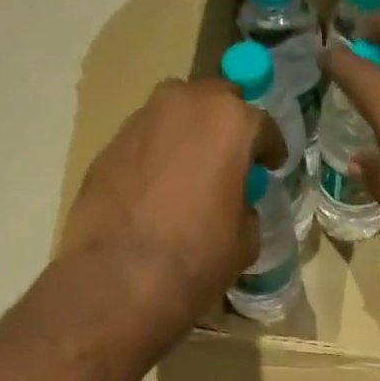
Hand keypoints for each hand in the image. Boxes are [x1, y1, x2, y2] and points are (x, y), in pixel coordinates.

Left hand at [60, 78, 282, 337]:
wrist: (120, 278)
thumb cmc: (196, 259)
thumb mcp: (245, 241)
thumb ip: (246, 209)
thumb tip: (236, 205)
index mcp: (229, 122)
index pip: (262, 125)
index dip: (270, 149)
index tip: (272, 166)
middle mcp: (183, 104)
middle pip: (214, 102)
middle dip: (226, 126)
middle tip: (230, 160)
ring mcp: (139, 121)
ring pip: (174, 116)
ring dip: (187, 137)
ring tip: (190, 175)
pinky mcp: (107, 146)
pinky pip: (144, 143)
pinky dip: (156, 158)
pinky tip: (157, 193)